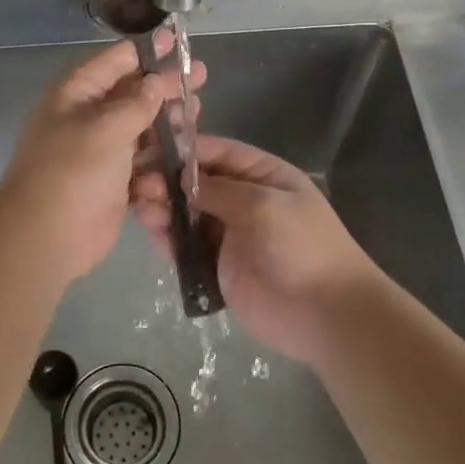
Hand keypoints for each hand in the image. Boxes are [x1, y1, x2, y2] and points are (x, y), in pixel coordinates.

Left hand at [0, 36, 204, 285]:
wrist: (47, 236)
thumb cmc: (73, 171)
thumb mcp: (106, 127)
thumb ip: (137, 102)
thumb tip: (155, 81)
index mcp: (76, 94)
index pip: (115, 61)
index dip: (146, 49)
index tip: (175, 40)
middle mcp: (87, 117)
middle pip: (132, 94)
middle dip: (164, 86)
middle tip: (200, 78)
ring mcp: (100, 152)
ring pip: (141, 129)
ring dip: (167, 124)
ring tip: (196, 116)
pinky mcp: (112, 183)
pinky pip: (142, 164)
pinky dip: (159, 161)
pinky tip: (183, 156)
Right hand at [132, 134, 385, 361]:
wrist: (324, 312)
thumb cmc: (301, 246)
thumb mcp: (264, 205)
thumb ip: (219, 190)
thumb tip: (181, 179)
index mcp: (263, 176)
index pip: (218, 152)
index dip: (184, 150)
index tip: (150, 151)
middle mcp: (244, 200)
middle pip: (197, 183)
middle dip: (167, 182)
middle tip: (140, 187)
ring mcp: (230, 235)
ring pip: (187, 214)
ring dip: (164, 209)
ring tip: (143, 212)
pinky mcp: (218, 267)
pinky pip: (187, 247)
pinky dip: (169, 240)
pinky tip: (154, 236)